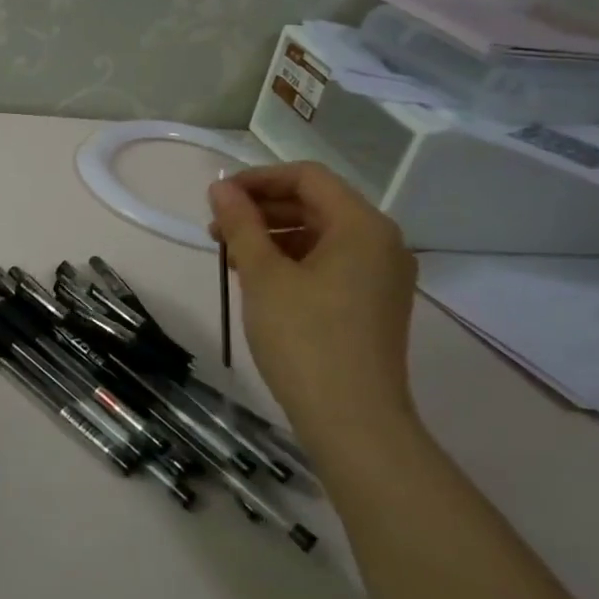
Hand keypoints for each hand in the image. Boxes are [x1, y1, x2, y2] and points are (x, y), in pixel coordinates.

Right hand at [208, 163, 420, 453]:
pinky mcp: (373, 303)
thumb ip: (241, 224)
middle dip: (262, 210)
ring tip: (230, 257)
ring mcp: (381, 275)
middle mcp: (381, 242)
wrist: (353, 420)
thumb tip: (221, 188)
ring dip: (273, 236)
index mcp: (362, 226)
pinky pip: (329, 263)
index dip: (258, 179)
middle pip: (316, 204)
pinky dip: (292, 261)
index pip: (307, 177)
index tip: (217, 198)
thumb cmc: (304, 339)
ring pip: (320, 235)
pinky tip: (258, 280)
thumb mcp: (263, 276)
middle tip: (216, 229)